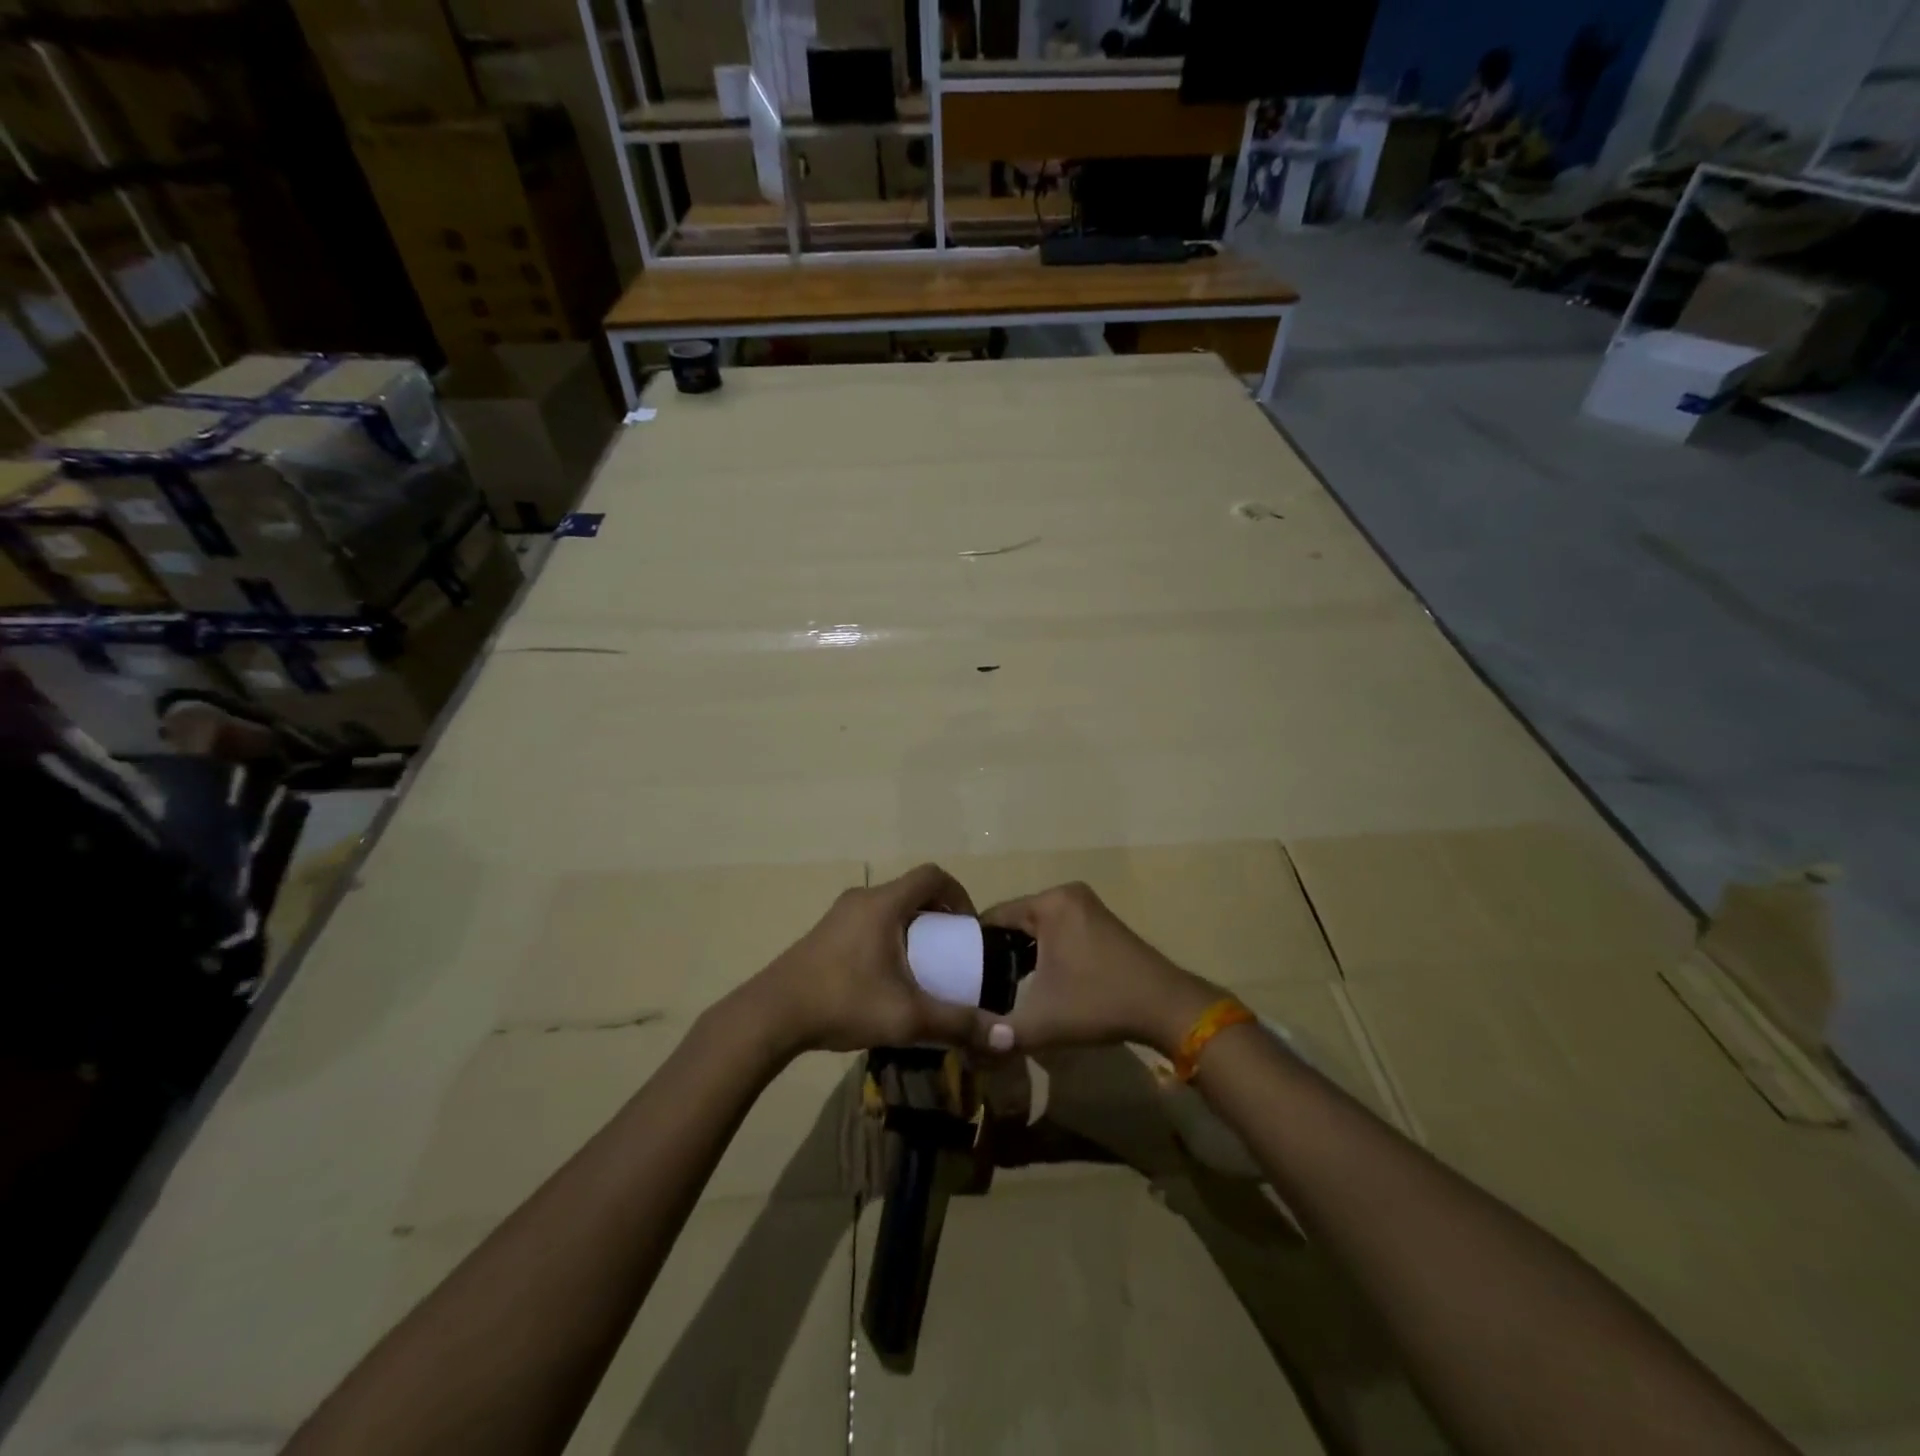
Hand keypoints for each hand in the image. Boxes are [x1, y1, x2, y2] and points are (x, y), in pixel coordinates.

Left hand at [745, 864, 982, 1053]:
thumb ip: (957, 1023)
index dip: (959, 894)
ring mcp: (839, 914)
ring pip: (889, 907)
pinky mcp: (825, 933)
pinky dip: (890, 936)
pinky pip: (869, 921)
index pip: (932, 875)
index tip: (968, 928)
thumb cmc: (843, 1002)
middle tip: (950, 950)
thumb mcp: (907, 1016)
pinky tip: (887, 977)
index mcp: (884, 904)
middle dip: (938, 915)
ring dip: (912, 927)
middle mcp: (862, 898)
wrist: (771, 1015)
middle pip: (911, 891)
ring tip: (923, 965)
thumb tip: (1006, 1035)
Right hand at [979, 882, 1221, 1055]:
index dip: (972, 945)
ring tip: (1001, 986)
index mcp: (1050, 903)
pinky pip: (1058, 930)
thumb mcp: (1041, 1022)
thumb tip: (964, 1046)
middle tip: (978, 985)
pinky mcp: (1101, 921)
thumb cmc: (1099, 1003)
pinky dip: (1044, 951)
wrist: (1167, 1007)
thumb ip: (998, 1033)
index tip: (958, 973)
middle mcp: (1066, 894)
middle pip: (1015, 920)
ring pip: (1037, 927)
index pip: (994, 916)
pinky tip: (1037, 980)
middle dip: (997, 952)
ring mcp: (1087, 906)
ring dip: (1021, 954)